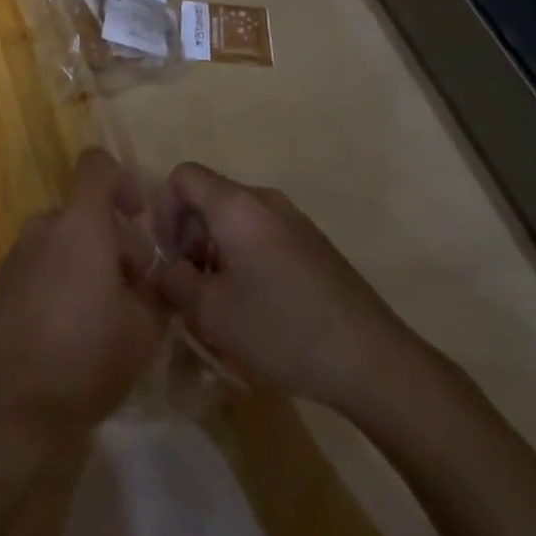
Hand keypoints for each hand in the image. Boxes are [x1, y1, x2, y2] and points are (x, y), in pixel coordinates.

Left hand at [0, 149, 164, 440]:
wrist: (12, 406)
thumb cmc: (86, 357)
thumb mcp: (144, 330)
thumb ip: (156, 293)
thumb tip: (153, 281)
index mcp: (80, 223)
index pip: (96, 165)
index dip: (122, 180)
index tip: (139, 217)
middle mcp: (45, 226)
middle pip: (85, 212)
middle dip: (114, 241)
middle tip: (136, 292)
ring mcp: (18, 254)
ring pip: (63, 240)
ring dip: (88, 263)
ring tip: (106, 316)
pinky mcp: (2, 284)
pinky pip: (41, 265)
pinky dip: (61, 280)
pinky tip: (72, 331)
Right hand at [151, 162, 435, 415]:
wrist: (372, 359)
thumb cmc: (283, 329)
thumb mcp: (213, 314)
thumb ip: (176, 283)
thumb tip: (166, 269)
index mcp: (236, 205)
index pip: (183, 176)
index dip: (163, 209)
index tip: (167, 255)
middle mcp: (264, 199)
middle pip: (209, 195)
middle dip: (189, 233)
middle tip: (188, 281)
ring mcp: (293, 218)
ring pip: (236, 217)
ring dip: (215, 247)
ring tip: (219, 298)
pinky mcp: (313, 243)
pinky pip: (262, 232)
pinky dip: (243, 254)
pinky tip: (255, 304)